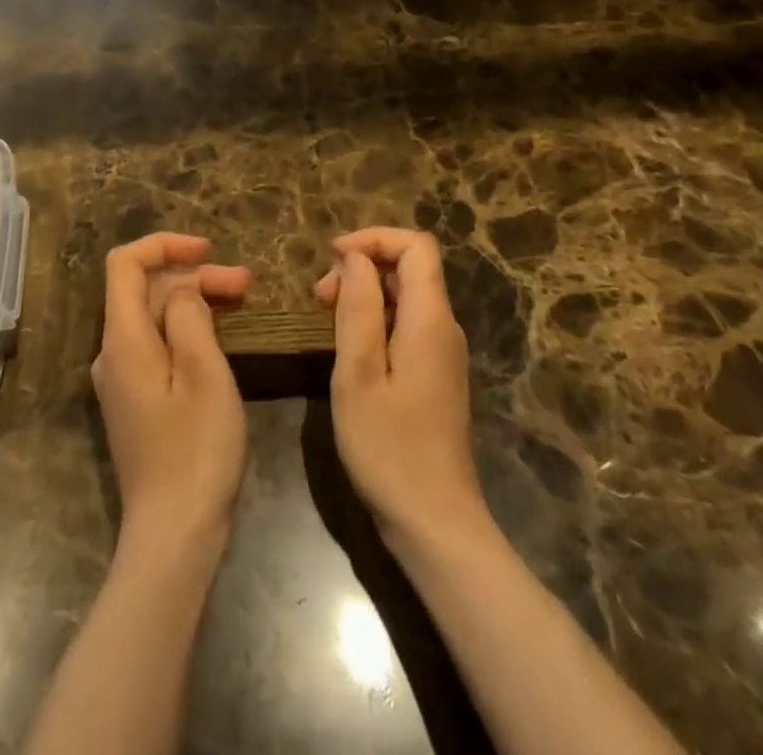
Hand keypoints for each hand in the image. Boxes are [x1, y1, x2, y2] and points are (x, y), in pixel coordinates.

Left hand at [93, 233, 250, 549]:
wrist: (173, 536)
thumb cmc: (196, 451)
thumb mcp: (204, 374)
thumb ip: (189, 316)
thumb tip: (183, 290)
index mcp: (123, 340)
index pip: (125, 264)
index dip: (164, 244)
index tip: (209, 249)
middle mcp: (112, 353)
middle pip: (144, 289)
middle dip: (192, 275)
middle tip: (245, 284)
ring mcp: (121, 379)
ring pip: (152, 316)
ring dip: (193, 300)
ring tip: (240, 302)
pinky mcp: (134, 400)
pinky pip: (155, 343)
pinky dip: (185, 327)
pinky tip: (217, 337)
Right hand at [315, 227, 489, 551]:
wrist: (436, 524)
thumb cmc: (389, 448)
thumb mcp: (358, 373)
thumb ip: (359, 307)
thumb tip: (356, 257)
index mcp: (430, 319)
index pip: (416, 246)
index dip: (374, 238)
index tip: (332, 257)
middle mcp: (444, 327)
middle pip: (411, 267)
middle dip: (363, 265)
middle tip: (318, 297)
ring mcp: (443, 353)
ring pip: (406, 296)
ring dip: (365, 293)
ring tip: (325, 318)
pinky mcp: (436, 375)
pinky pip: (407, 324)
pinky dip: (375, 318)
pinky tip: (347, 347)